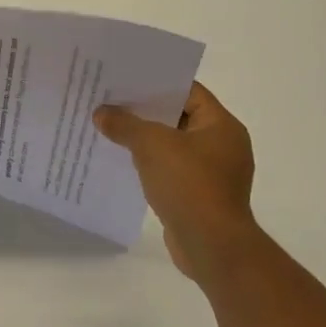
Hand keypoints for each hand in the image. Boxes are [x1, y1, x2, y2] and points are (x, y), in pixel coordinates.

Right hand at [94, 82, 257, 287]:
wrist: (212, 247)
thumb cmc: (189, 184)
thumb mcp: (151, 145)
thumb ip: (125, 124)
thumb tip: (102, 113)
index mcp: (221, 125)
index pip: (188, 91)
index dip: (157, 83)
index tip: (126, 79)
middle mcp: (223, 145)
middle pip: (179, 117)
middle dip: (145, 112)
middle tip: (112, 101)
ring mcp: (214, 173)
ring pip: (173, 146)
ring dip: (146, 140)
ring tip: (111, 129)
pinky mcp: (201, 197)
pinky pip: (172, 170)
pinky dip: (151, 165)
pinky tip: (124, 162)